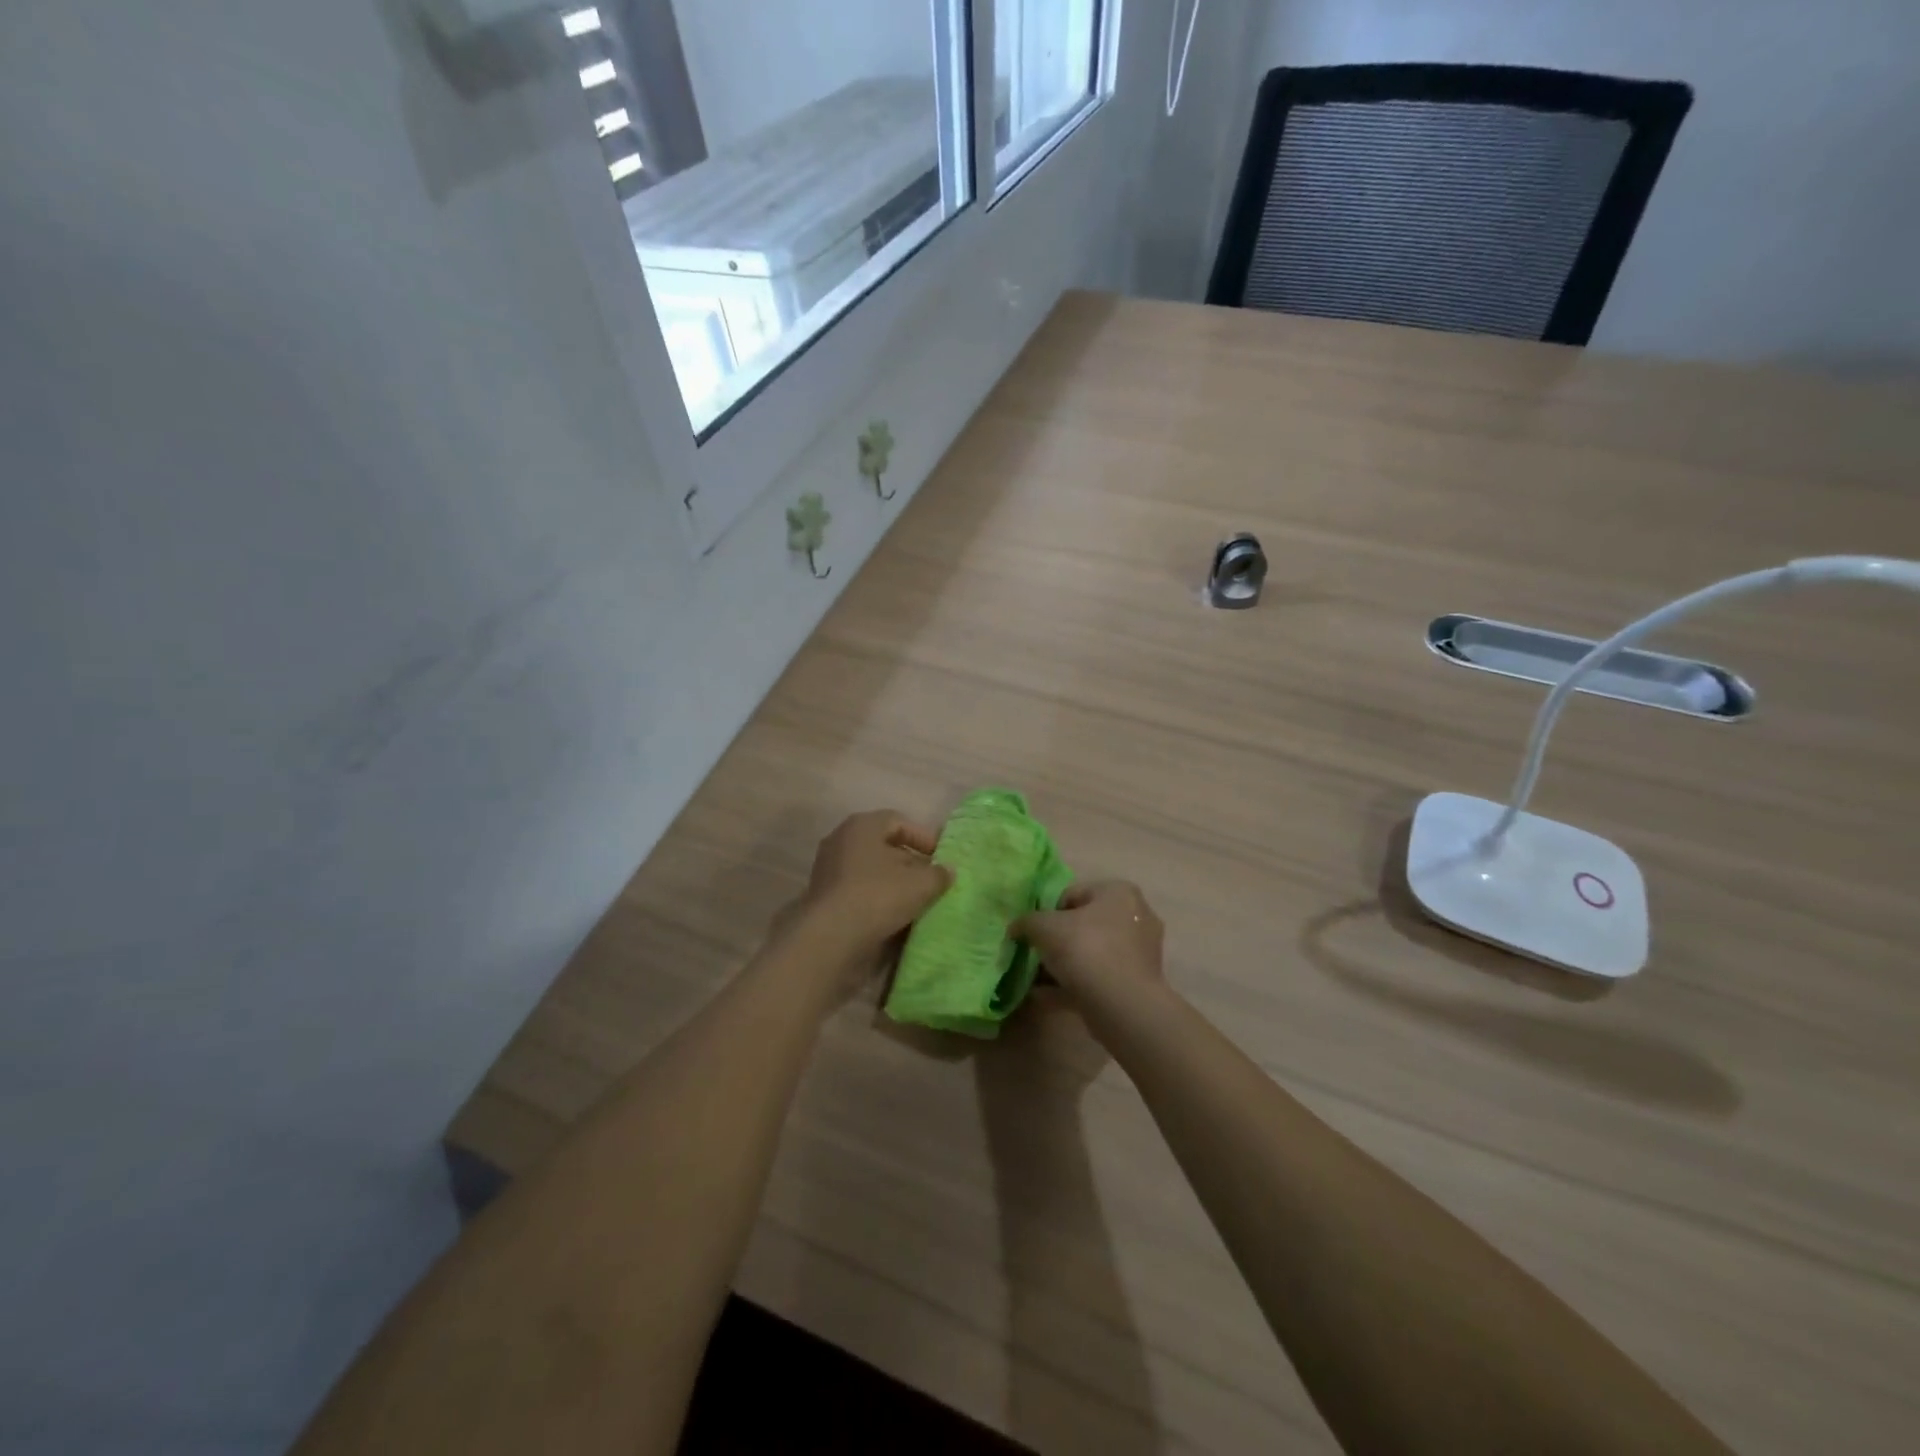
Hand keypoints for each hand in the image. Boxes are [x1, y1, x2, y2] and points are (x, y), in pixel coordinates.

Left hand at [775, 811, 951, 998]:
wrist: (831, 937)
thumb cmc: (878, 895)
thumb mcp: (921, 884)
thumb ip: (938, 874)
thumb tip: (947, 871)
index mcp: (862, 826)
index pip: (899, 822)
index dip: (923, 838)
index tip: (942, 857)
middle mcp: (841, 841)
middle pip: (883, 847)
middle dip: (910, 862)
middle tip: (932, 880)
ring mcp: (829, 871)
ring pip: (871, 871)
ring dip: (894, 884)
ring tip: (918, 901)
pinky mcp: (825, 898)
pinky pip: (859, 892)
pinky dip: (878, 900)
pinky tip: (896, 917)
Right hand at [1012, 881, 1165, 1007]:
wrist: (1122, 1006)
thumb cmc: (1085, 950)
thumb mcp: (1044, 927)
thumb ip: (1026, 922)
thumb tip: (1016, 928)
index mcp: (1119, 893)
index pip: (1073, 894)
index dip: (1047, 912)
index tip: (1032, 932)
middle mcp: (1135, 917)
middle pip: (1084, 925)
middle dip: (1056, 941)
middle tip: (1034, 955)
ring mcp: (1139, 953)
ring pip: (1090, 954)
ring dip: (1062, 965)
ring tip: (1035, 980)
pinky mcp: (1136, 984)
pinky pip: (1097, 978)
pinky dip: (1073, 985)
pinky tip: (1045, 997)